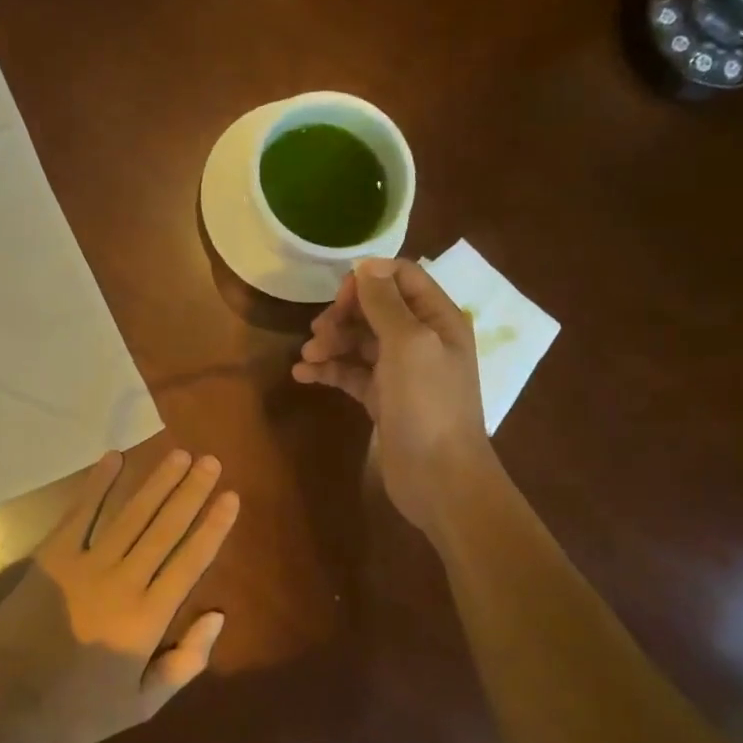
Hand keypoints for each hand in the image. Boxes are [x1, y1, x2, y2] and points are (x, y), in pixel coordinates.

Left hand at [0, 449, 237, 742]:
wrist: (5, 702)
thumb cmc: (77, 708)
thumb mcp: (141, 705)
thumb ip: (184, 663)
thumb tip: (218, 616)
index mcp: (148, 617)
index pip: (190, 561)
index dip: (212, 526)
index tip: (230, 497)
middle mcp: (124, 581)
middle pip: (165, 528)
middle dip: (191, 491)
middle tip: (210, 461)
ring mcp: (86, 564)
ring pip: (131, 514)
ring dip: (157, 482)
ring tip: (179, 455)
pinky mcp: (53, 556)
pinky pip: (80, 513)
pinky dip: (98, 485)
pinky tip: (114, 459)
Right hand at [292, 258, 495, 531]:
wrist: (440, 478)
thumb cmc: (429, 404)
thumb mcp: (409, 344)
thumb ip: (385, 303)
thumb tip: (366, 264)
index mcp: (438, 319)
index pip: (402, 278)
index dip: (369, 280)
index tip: (340, 297)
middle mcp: (421, 340)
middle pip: (375, 309)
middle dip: (344, 315)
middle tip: (318, 332)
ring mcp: (401, 372)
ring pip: (359, 342)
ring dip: (331, 343)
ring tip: (307, 357)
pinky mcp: (382, 399)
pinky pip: (351, 374)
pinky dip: (328, 370)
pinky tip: (303, 375)